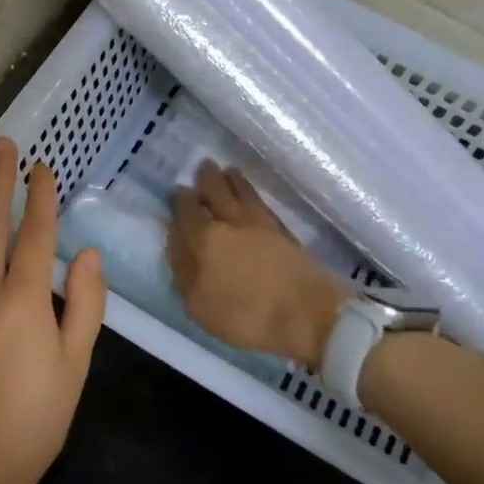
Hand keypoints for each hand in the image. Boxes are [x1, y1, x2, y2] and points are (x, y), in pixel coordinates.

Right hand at [167, 162, 350, 370]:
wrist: (308, 315)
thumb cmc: (245, 315)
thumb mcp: (198, 304)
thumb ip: (182, 268)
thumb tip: (175, 237)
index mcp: (206, 238)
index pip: (188, 210)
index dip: (181, 199)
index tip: (178, 191)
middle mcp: (232, 223)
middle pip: (217, 193)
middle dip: (207, 179)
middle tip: (203, 167)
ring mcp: (262, 226)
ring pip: (243, 194)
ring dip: (233, 181)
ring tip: (228, 171)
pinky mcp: (286, 234)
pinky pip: (263, 206)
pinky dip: (253, 195)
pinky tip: (252, 197)